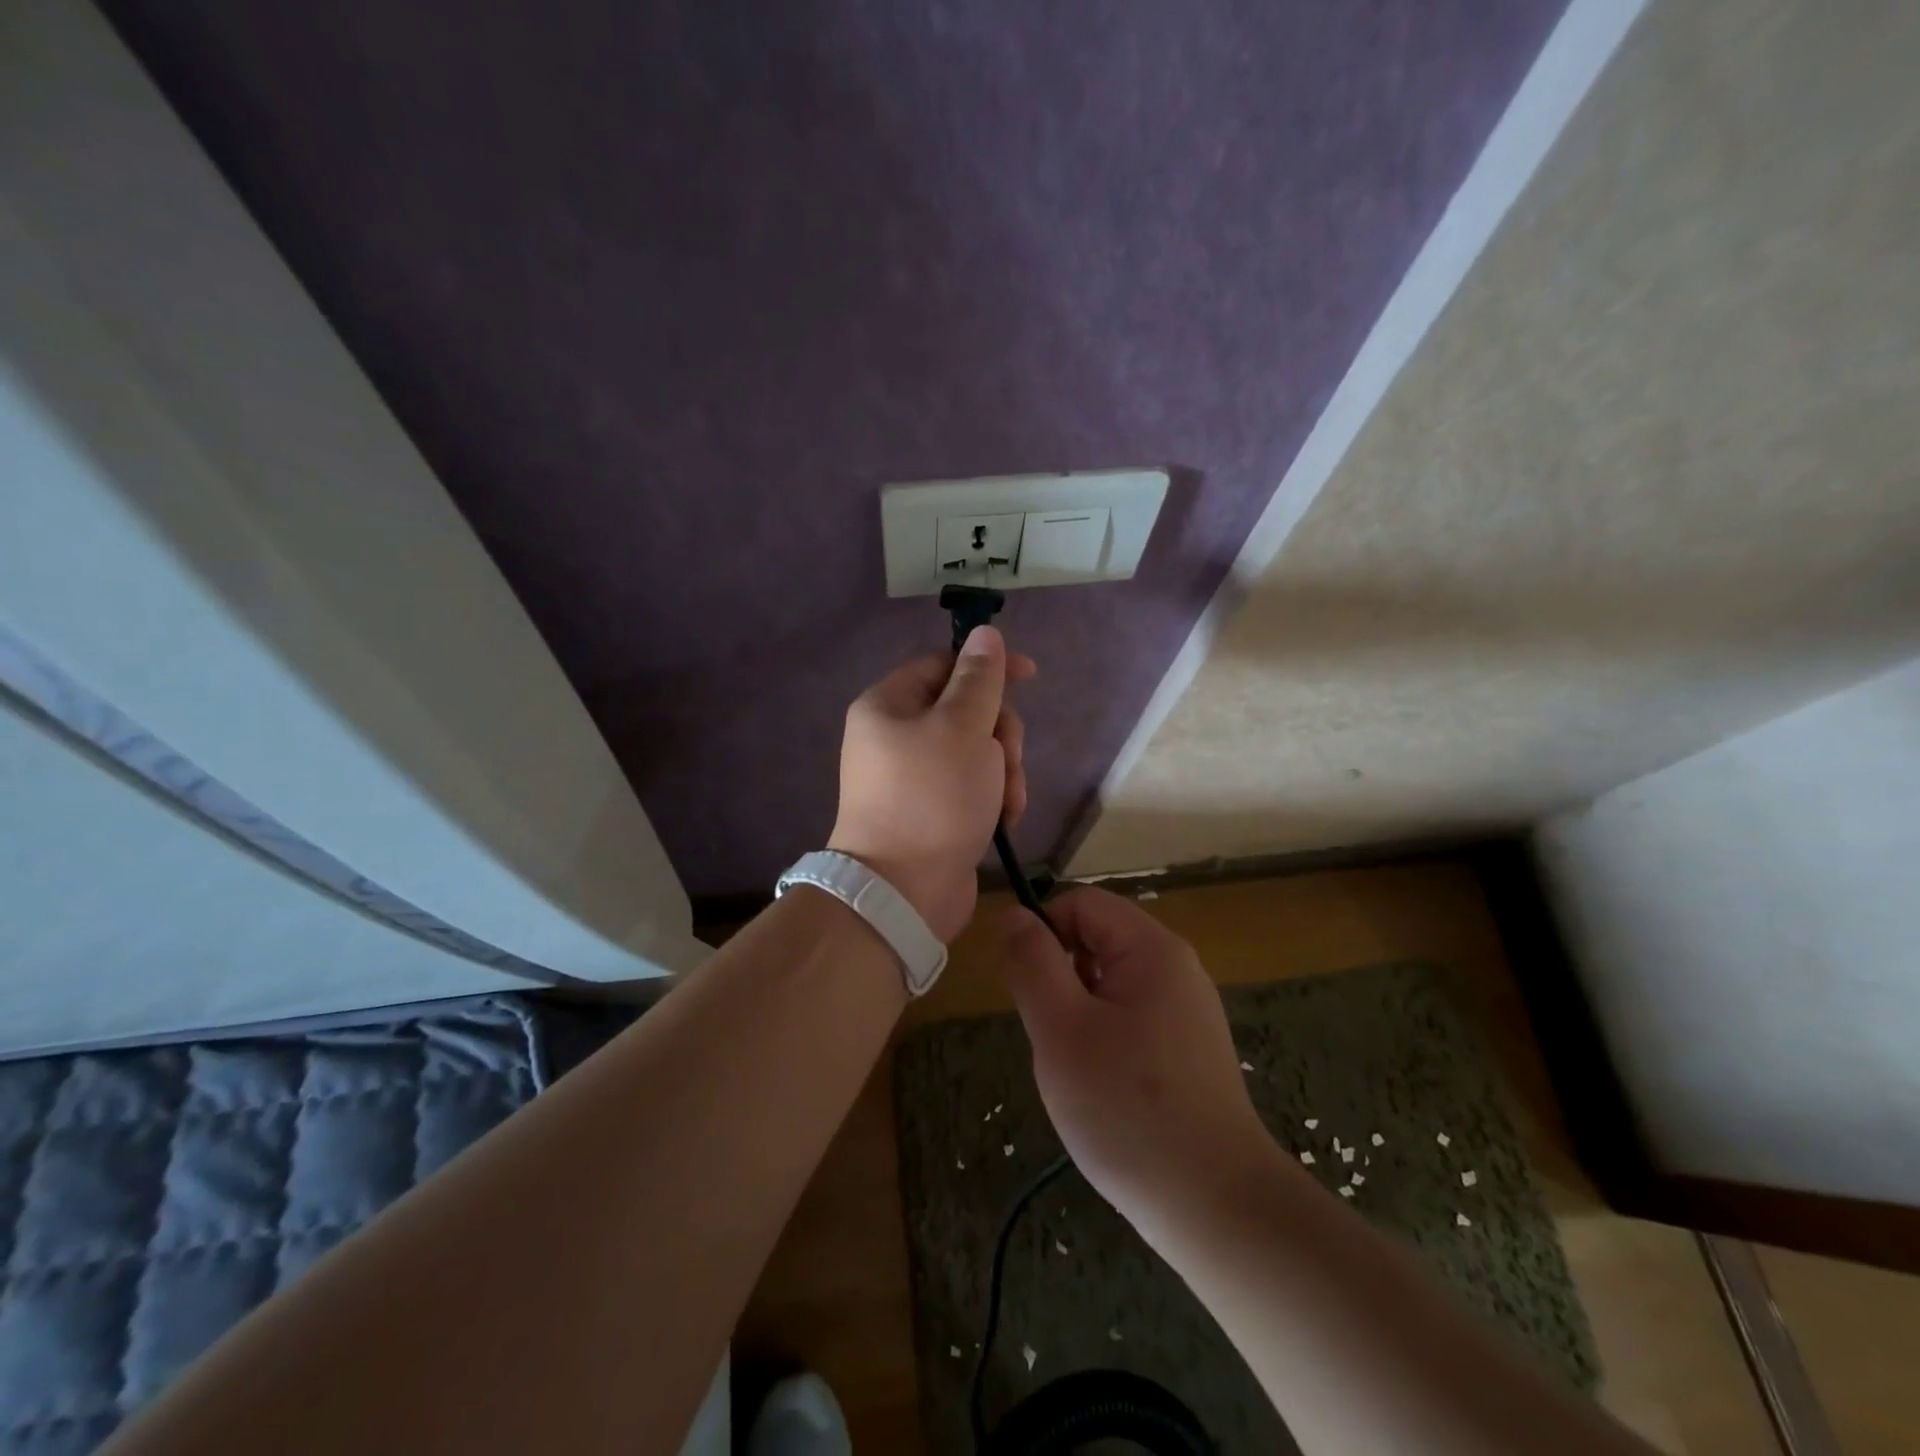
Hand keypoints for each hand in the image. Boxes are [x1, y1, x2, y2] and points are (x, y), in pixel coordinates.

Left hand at [828, 626, 1034, 941]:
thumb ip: (979, 679)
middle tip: (1009, 758)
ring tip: (1008, 800)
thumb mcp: (962, 727)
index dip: (989, 668)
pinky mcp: (931, 811)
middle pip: (965, 710)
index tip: (1030, 677)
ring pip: (976, 751)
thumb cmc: (932, 798)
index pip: (945, 666)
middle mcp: (895, 736)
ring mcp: (913, 777)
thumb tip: (985, 634)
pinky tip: (1003, 819)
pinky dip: (992, 797)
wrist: (904, 891)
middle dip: (1000, 733)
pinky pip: (971, 786)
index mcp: (889, 705)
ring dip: (1003, 770)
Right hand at [1000, 888, 1271, 1224]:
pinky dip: (1103, 1040)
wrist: (1215, 1207)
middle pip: (1096, 940)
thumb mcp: (1061, 1029)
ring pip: (1108, 984)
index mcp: (1152, 949)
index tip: (1027, 991)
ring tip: (1076, 1070)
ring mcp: (1187, 1011)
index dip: (1043, 932)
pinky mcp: (1189, 1050)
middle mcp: (1177, 968)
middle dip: (1060, 979)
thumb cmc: (1128, 1110)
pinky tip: (1103, 1090)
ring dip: (1077, 1014)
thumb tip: (1015, 914)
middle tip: (1053, 1039)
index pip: (1081, 903)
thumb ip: (1032, 963)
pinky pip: (1130, 1018)